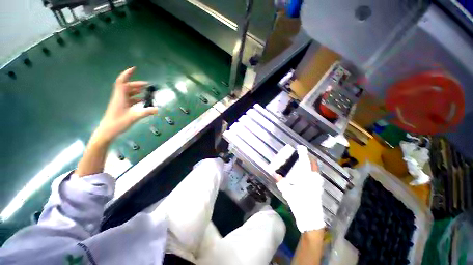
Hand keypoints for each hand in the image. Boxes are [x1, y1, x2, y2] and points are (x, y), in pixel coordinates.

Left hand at [93, 67, 157, 143]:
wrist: (107, 131)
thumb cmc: (118, 123)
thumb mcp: (134, 117)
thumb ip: (146, 112)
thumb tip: (158, 109)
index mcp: (120, 97)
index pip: (122, 82)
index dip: (127, 74)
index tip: (134, 69)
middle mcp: (119, 97)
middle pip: (127, 87)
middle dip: (137, 84)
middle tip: (148, 85)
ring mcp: (120, 102)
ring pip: (128, 93)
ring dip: (137, 91)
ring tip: (147, 91)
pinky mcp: (122, 107)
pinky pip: (129, 99)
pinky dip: (136, 98)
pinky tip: (143, 100)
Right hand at [276, 145, 324, 231]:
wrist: (311, 220)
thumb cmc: (301, 205)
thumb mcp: (289, 193)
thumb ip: (282, 183)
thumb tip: (275, 174)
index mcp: (308, 178)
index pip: (306, 162)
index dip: (304, 154)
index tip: (300, 147)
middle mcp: (315, 179)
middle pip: (314, 165)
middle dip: (308, 158)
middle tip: (301, 154)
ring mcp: (317, 185)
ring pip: (315, 170)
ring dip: (310, 164)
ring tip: (302, 162)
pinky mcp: (317, 189)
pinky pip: (314, 176)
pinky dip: (310, 171)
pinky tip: (304, 174)